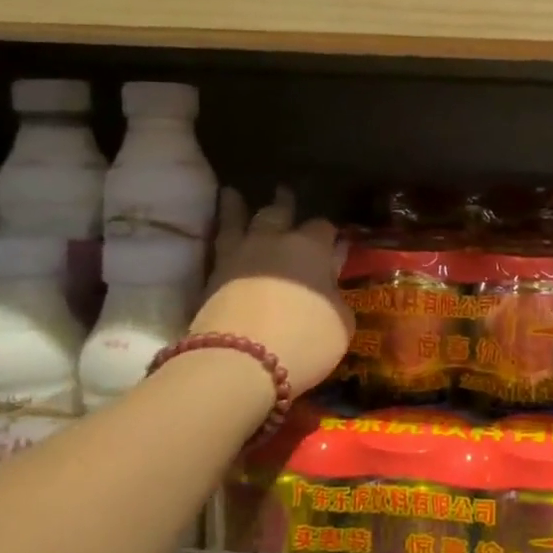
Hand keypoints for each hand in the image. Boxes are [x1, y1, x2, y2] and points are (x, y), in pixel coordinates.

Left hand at [192, 187, 353, 396]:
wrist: (241, 360)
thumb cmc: (304, 340)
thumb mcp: (341, 323)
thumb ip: (337, 296)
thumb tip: (332, 279)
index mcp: (313, 249)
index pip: (324, 228)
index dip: (329, 233)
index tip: (332, 238)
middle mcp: (275, 241)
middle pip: (280, 213)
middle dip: (285, 204)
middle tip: (283, 192)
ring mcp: (239, 254)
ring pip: (240, 219)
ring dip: (239, 206)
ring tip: (234, 193)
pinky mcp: (211, 273)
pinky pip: (218, 240)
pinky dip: (219, 227)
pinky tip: (219, 225)